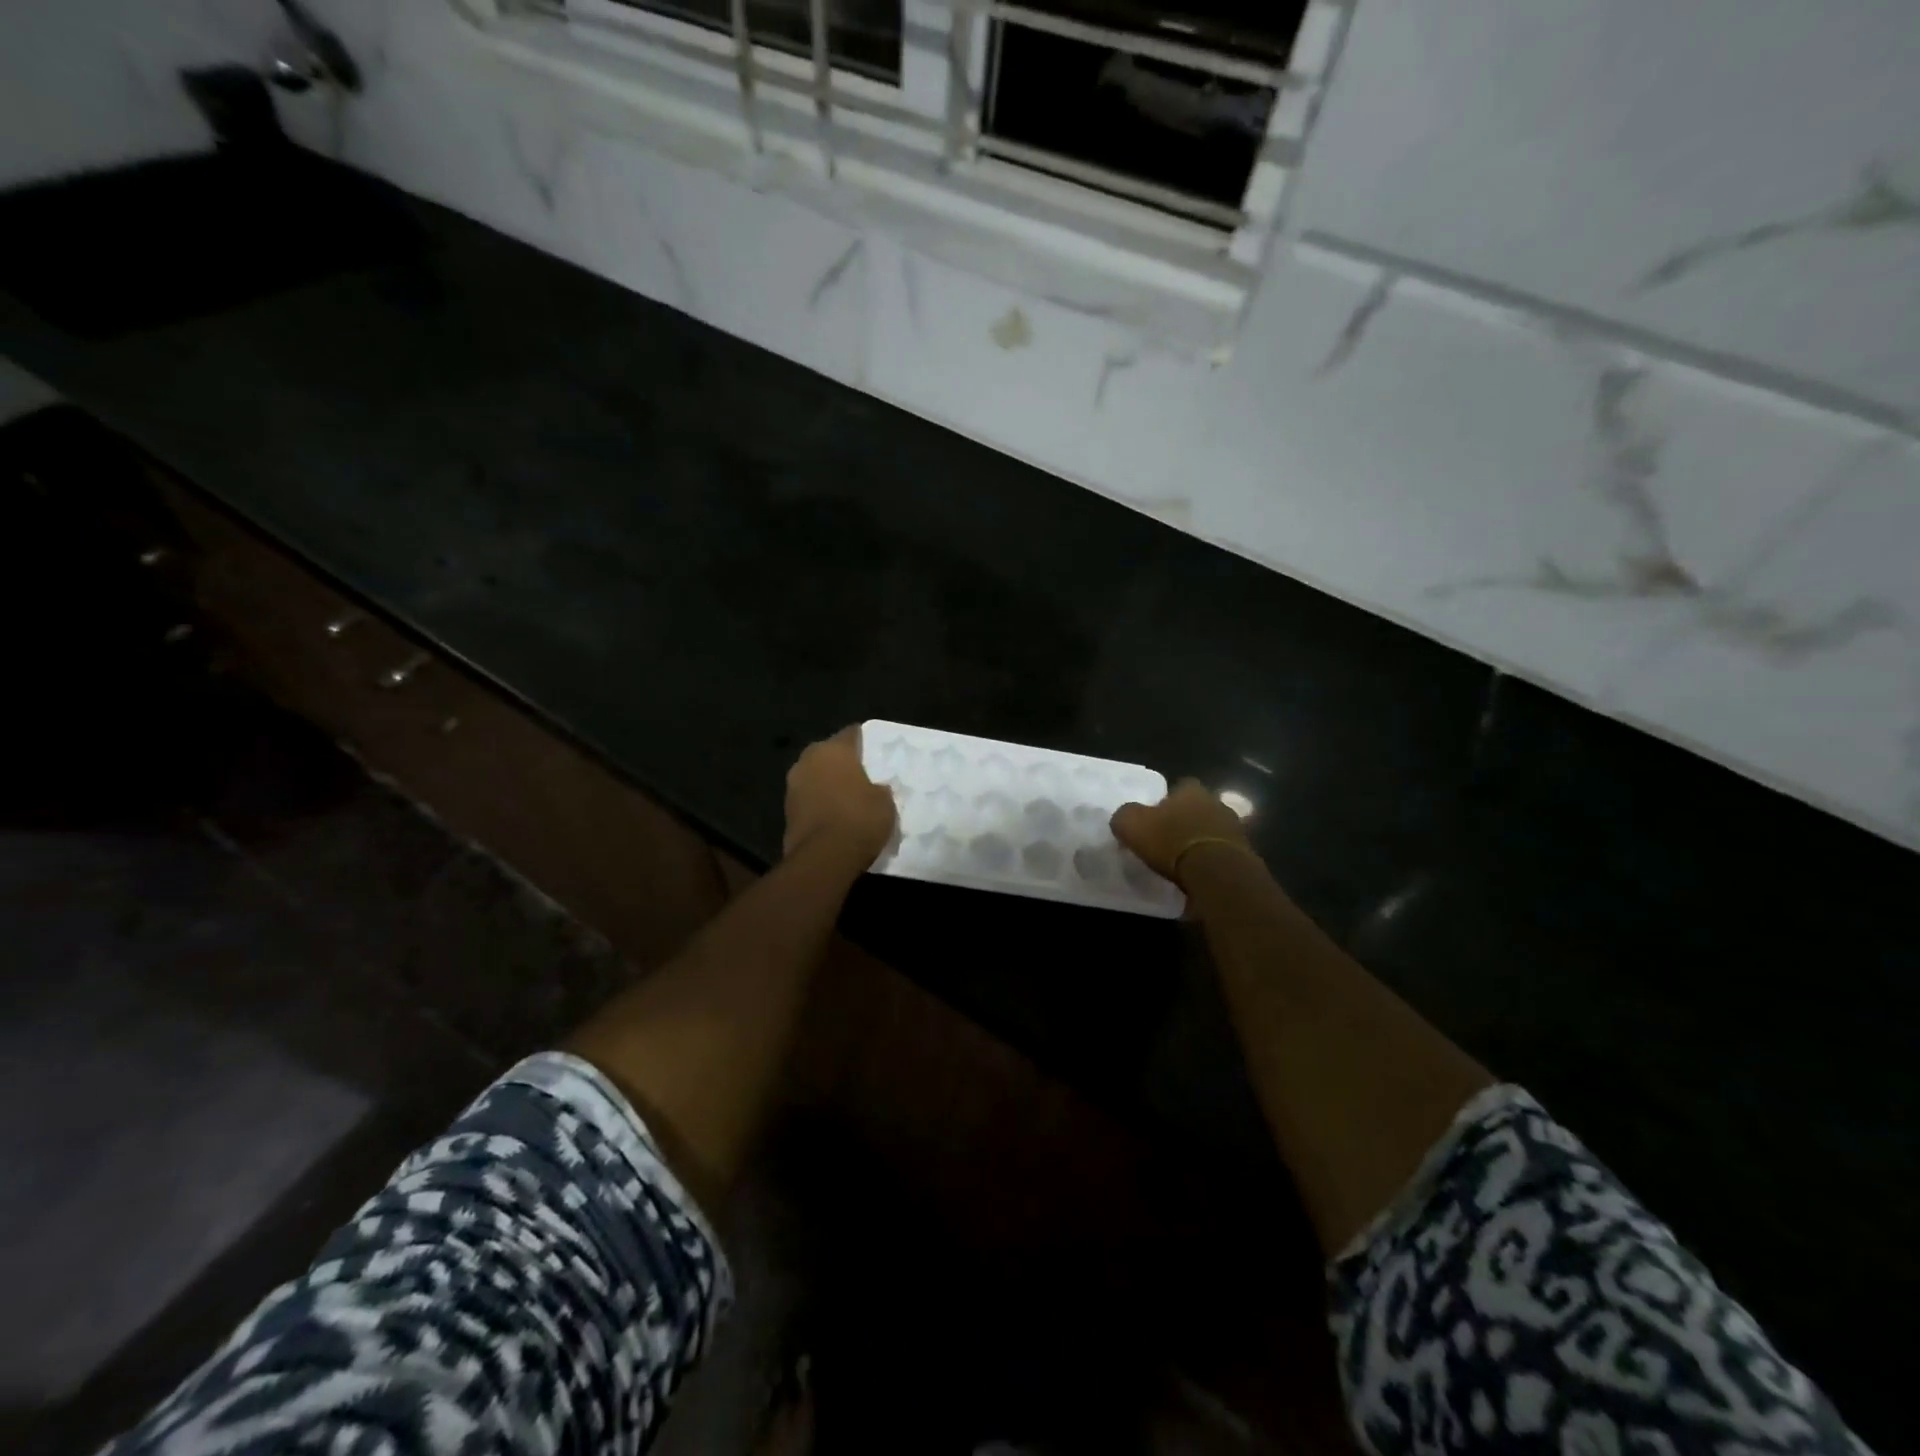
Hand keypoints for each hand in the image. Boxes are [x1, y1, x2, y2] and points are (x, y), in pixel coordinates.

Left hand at [783, 726, 897, 868]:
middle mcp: (808, 760)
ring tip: (848, 798)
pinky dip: (819, 804)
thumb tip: (874, 788)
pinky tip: (835, 816)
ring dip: (828, 784)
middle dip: (843, 763)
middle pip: (829, 754)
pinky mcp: (786, 811)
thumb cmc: (859, 819)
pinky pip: (808, 799)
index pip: (852, 734)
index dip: (865, 741)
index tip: (876, 752)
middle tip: (863, 775)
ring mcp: (793, 785)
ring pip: (816, 776)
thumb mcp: (885, 802)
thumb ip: (879, 788)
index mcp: (834, 749)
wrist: (823, 858)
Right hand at [1110, 778, 1254, 886]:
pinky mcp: (1245, 854)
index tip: (1156, 817)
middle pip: (1199, 807)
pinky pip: (1223, 853)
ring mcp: (1235, 828)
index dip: (1167, 800)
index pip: (1180, 786)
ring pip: (1213, 829)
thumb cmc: (1172, 842)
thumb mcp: (1132, 825)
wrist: (1217, 873)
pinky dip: (1212, 860)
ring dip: (1201, 840)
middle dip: (1186, 820)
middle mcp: (1217, 802)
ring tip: (1184, 859)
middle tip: (1169, 838)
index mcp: (1191, 790)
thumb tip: (1125, 817)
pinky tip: (1199, 874)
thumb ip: (1125, 815)